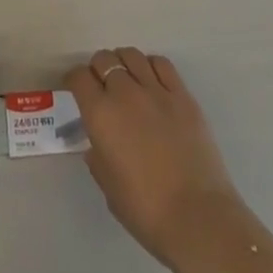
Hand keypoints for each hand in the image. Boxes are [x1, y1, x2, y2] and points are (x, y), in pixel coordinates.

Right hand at [64, 47, 241, 264]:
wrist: (198, 217)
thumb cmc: (146, 210)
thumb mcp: (108, 187)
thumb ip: (98, 158)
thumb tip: (98, 144)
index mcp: (100, 114)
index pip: (79, 77)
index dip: (74, 79)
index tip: (75, 88)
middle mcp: (125, 93)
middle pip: (104, 59)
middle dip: (97, 68)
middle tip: (100, 85)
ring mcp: (156, 91)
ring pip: (132, 55)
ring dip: (123, 62)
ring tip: (126, 78)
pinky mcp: (183, 96)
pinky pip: (162, 64)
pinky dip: (151, 66)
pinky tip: (152, 80)